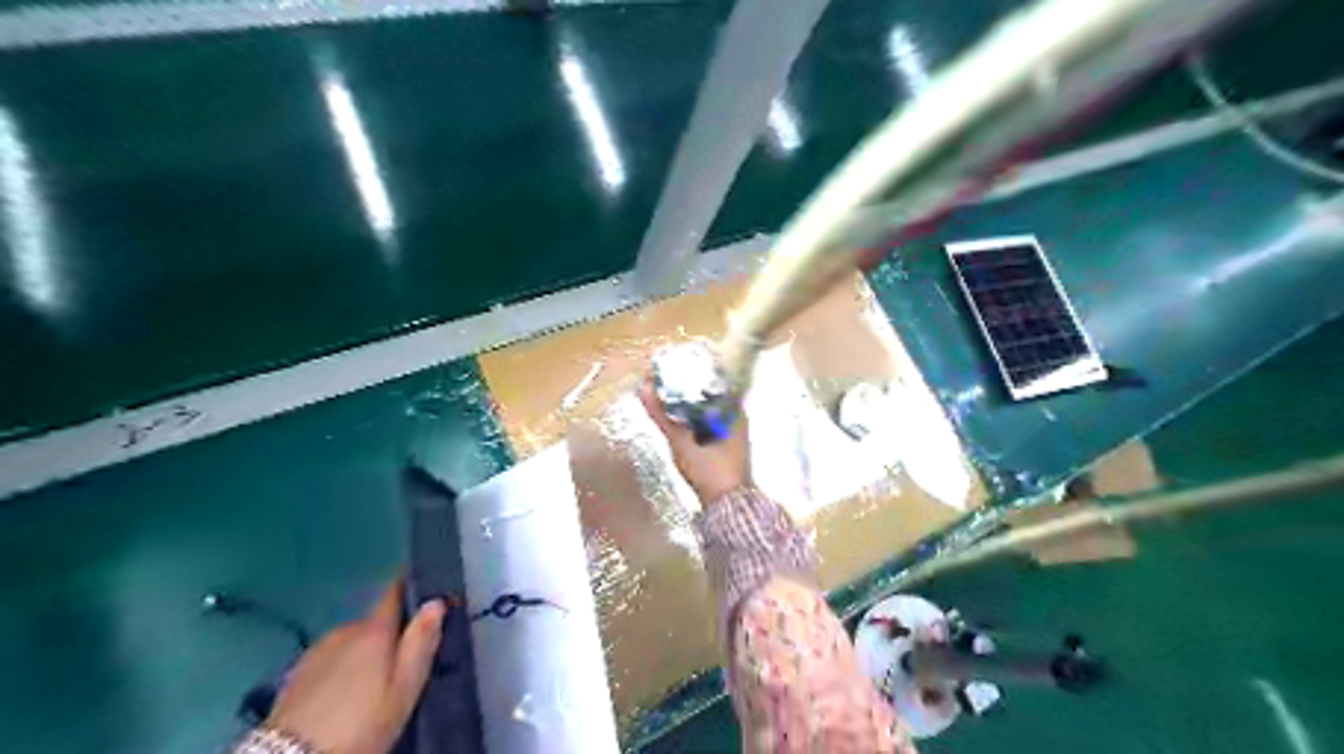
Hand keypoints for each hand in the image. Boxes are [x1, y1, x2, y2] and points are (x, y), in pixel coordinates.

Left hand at [267, 586, 445, 753]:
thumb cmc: (361, 723)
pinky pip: (331, 660)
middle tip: (405, 659)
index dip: (412, 586)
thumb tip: (436, 601)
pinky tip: (345, 693)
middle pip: (374, 621)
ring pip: (351, 641)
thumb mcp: (405, 687)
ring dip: (364, 652)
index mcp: (374, 629)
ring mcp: (315, 652)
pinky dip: (341, 668)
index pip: (395, 591)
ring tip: (375, 681)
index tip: (429, 590)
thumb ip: (421, 642)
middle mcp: (344, 630)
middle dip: (389, 633)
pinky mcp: (295, 676)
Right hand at [638, 377, 750, 505]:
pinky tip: (674, 415)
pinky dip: (691, 416)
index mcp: (734, 411)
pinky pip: (705, 422)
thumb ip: (662, 416)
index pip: (714, 379)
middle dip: (686, 385)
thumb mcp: (682, 443)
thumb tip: (642, 388)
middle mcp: (736, 417)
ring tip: (663, 391)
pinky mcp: (723, 445)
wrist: (727, 508)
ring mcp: (731, 432)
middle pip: (709, 392)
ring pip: (706, 408)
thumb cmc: (710, 472)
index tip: (671, 364)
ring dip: (687, 401)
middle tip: (661, 377)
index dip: (693, 369)